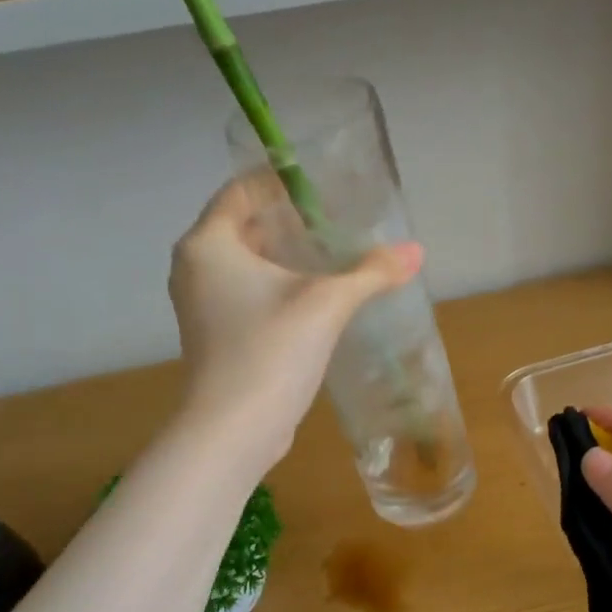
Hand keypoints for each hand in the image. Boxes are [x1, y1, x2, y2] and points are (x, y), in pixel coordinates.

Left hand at [170, 173, 421, 467]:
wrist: (233, 430)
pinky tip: (317, 296)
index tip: (321, 183)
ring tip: (333, 254)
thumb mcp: (326, 304)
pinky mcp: (217, 336)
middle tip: (337, 219)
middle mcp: (196, 268)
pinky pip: (247, 294)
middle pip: (244, 227)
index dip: (280, 181)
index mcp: (208, 244)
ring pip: (247, 264)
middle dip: (289, 221)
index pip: (241, 191)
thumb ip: (371, 272)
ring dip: (287, 257)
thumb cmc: (270, 352)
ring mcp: (202, 305)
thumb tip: (416, 251)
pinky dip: (278, 287)